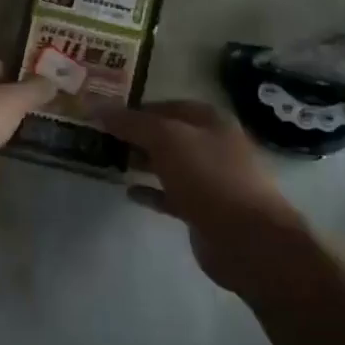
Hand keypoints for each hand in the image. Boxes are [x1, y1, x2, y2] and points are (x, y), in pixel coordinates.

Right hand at [90, 100, 308, 296]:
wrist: (247, 239)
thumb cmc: (209, 177)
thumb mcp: (166, 140)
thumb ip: (132, 123)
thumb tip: (96, 105)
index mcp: (212, 121)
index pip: (170, 106)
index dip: (139, 108)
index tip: (107, 114)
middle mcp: (214, 146)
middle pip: (170, 135)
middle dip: (138, 135)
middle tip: (102, 138)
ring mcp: (211, 180)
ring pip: (170, 165)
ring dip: (143, 162)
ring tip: (110, 161)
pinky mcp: (204, 211)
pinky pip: (172, 195)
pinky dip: (151, 192)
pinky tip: (129, 192)